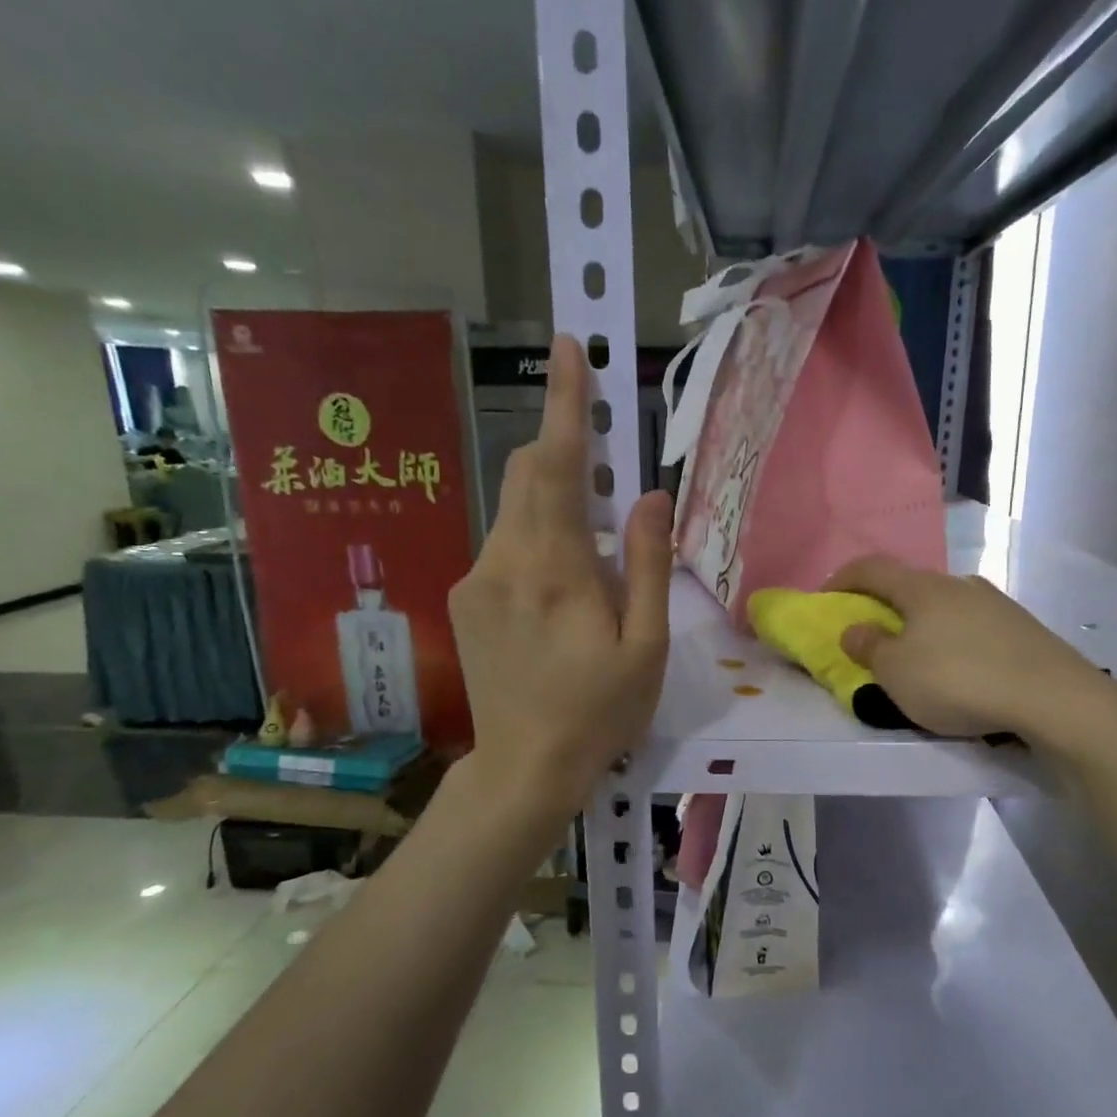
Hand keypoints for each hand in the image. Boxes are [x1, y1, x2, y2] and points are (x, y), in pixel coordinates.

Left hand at [448, 336, 671, 815]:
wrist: (524, 769)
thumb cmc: (600, 711)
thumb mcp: (646, 646)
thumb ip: (648, 565)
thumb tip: (652, 495)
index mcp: (556, 570)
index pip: (555, 464)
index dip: (564, 403)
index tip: (568, 348)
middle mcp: (504, 561)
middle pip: (525, 474)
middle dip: (559, 449)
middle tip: (600, 467)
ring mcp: (476, 580)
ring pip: (515, 512)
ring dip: (553, 509)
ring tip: (590, 573)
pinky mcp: (465, 600)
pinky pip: (504, 546)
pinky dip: (536, 542)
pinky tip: (559, 598)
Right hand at [827, 555, 1116, 754]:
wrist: (1053, 697)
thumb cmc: (959, 681)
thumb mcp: (897, 673)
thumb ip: (870, 648)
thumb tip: (855, 629)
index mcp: (922, 588)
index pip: (872, 568)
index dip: (843, 579)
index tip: (825, 598)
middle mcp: (959, 584)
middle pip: (911, 586)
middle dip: (886, 606)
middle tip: (874, 634)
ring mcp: (996, 603)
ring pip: (946, 606)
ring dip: (923, 624)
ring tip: (920, 657)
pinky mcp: (1023, 628)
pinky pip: (974, 626)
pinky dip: (955, 640)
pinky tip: (962, 669)